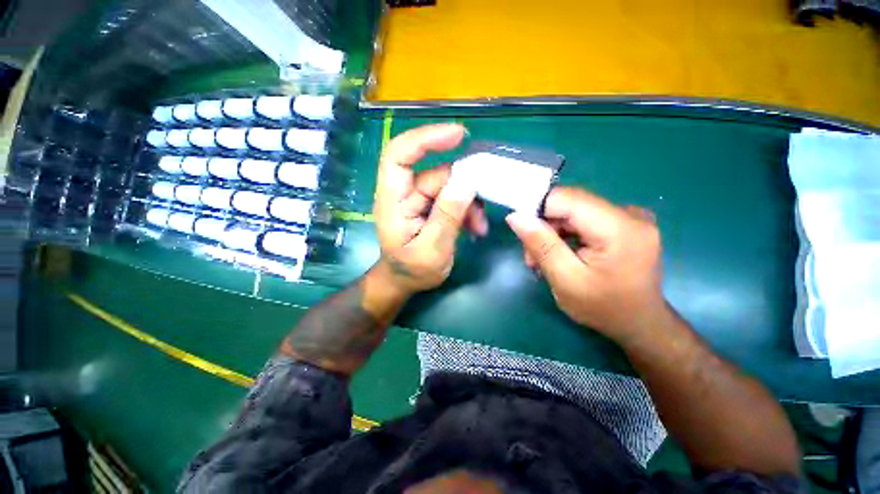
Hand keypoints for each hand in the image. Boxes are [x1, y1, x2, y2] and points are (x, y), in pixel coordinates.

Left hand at [373, 123, 487, 294]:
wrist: (406, 281)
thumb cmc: (412, 270)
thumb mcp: (431, 250)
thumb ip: (447, 217)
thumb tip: (467, 183)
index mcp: (393, 200)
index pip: (399, 155)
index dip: (425, 139)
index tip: (458, 135)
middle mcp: (405, 193)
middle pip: (437, 172)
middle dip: (464, 186)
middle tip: (484, 206)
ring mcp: (420, 199)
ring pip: (451, 186)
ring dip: (470, 203)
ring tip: (479, 226)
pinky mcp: (432, 205)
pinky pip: (454, 197)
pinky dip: (468, 209)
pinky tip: (475, 227)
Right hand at [506, 187, 665, 341]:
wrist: (639, 324)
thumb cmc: (604, 309)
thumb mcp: (566, 280)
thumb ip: (541, 245)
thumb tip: (515, 216)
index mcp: (620, 228)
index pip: (566, 198)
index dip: (536, 209)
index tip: (521, 232)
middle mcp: (629, 214)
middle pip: (569, 205)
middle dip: (543, 228)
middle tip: (531, 257)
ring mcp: (629, 217)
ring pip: (572, 212)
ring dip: (551, 233)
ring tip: (543, 261)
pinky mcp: (623, 224)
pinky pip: (582, 219)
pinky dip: (565, 235)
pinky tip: (560, 255)